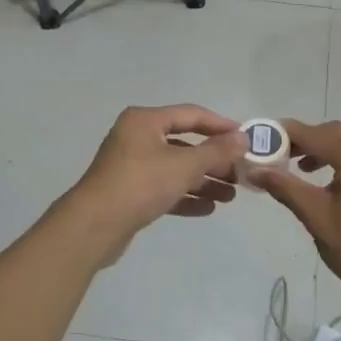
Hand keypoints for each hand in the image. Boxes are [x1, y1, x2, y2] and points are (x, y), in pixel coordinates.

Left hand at [61, 105, 246, 264]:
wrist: (94, 226)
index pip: (191, 115)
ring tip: (230, 196)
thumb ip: (216, 151)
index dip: (220, 125)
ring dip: (203, 181)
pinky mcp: (130, 192)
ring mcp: (131, 166)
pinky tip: (208, 208)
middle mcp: (137, 138)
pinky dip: (185, 196)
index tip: (245, 138)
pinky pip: (164, 188)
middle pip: (184, 144)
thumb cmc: (140, 184)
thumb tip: (243, 137)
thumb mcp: (184, 165)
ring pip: (175, 168)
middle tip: (240, 174)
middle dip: (214, 160)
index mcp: (145, 121)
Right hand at [250, 120, 340, 319]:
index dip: (289, 134)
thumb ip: (285, 186)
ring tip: (311, 173)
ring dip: (335, 153)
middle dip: (312, 143)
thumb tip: (256, 170)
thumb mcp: (315, 215)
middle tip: (286, 157)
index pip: (316, 134)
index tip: (268, 137)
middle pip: (340, 135)